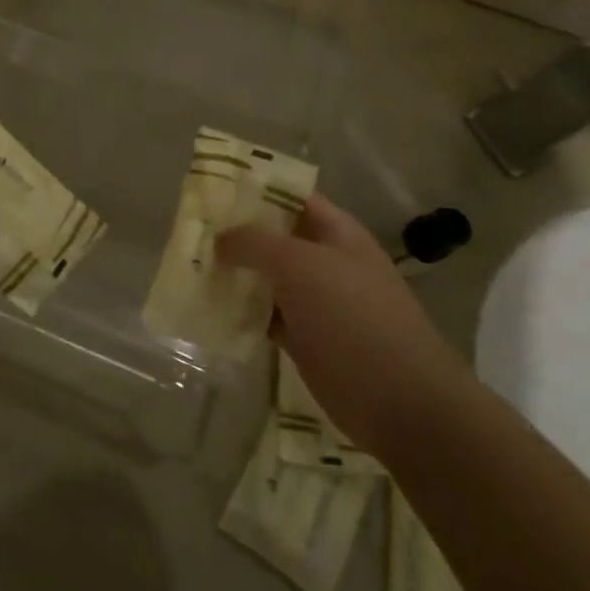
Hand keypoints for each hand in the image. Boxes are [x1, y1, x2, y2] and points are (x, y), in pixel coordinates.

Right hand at [217, 195, 471, 456]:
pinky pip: (265, 315)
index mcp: (336, 232)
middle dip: (235, 233)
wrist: (399, 401)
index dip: (254, 189)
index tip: (212, 190)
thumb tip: (219, 240)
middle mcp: (325, 261)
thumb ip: (254, 243)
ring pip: (266, 277)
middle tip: (191, 230)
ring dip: (233, 274)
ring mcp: (315, 302)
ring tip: (189, 266)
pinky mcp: (304, 338)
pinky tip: (207, 307)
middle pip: (274, 237)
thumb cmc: (352, 316)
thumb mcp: (299, 265)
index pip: (291, 196)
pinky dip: (240, 312)